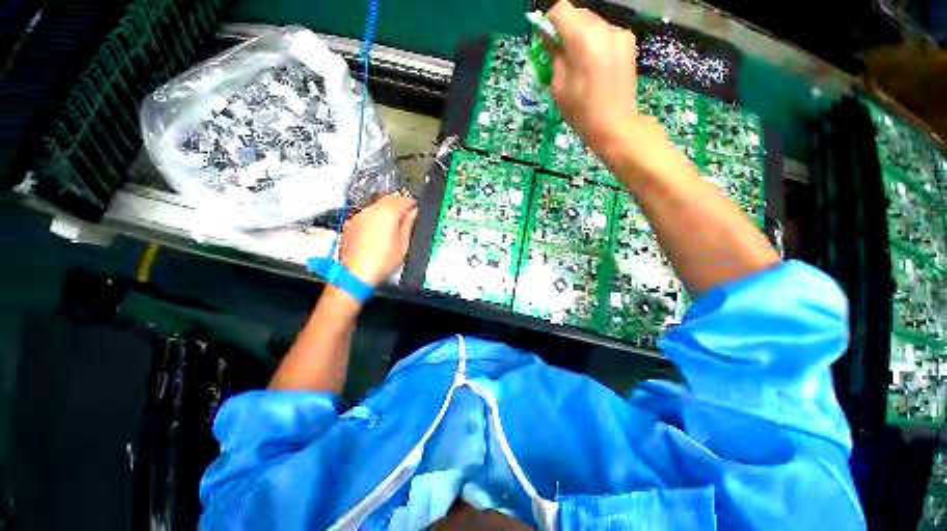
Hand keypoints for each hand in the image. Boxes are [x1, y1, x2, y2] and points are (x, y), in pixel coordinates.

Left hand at [339, 194, 417, 286]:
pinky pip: (366, 215)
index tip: (416, 210)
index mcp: (387, 213)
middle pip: (389, 199)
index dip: (413, 204)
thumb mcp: (404, 245)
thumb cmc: (380, 263)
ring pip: (376, 206)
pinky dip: (374, 219)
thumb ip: (410, 225)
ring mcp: (358, 217)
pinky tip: (378, 233)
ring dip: (386, 212)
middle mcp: (371, 211)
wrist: (355, 274)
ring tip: (393, 227)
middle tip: (406, 216)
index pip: (404, 200)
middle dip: (399, 205)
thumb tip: (414, 214)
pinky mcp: (350, 225)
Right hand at [547, 1, 665, 170]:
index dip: (549, 23)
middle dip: (565, 29)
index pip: (561, 10)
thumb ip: (555, 56)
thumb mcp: (558, 87)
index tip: (546, 41)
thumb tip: (551, 39)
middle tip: (561, 54)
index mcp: (583, 39)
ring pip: (592, 23)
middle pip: (578, 14)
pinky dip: (596, 42)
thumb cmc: (581, 112)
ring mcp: (619, 34)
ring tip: (580, 63)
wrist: (615, 125)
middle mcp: (604, 28)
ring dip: (581, 36)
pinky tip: (596, 65)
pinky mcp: (629, 42)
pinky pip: (605, 33)